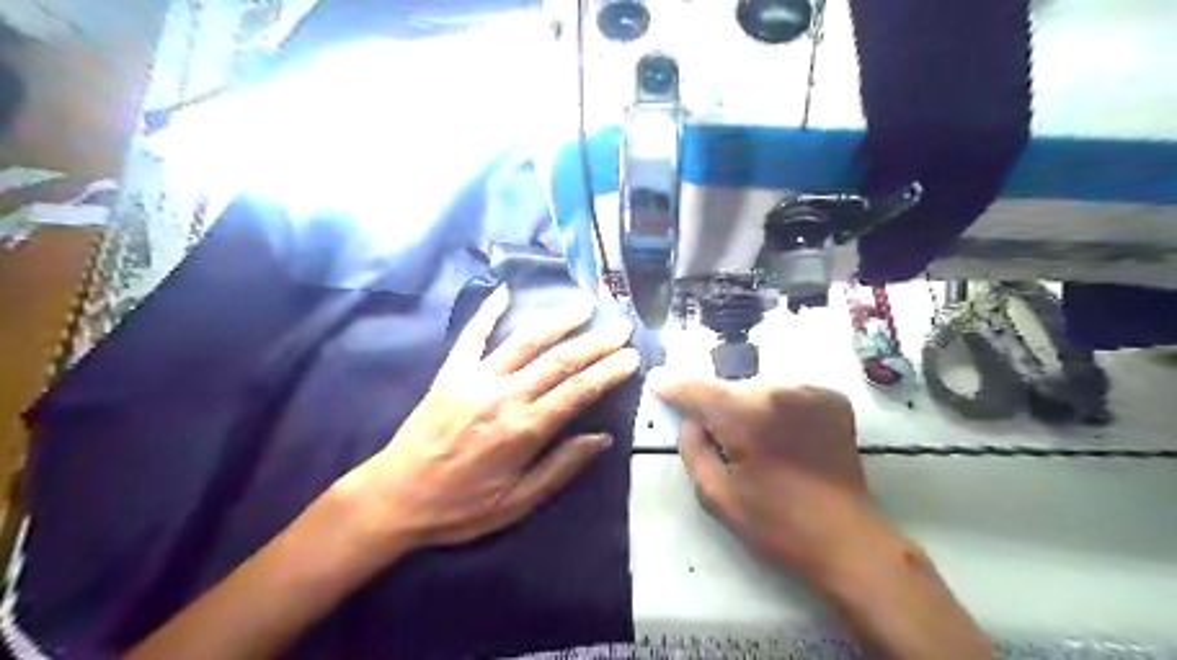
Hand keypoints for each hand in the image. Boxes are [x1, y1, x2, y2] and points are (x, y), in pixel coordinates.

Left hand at [335, 290, 638, 555]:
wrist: (395, 497)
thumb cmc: (460, 507)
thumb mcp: (518, 503)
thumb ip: (561, 467)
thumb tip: (601, 438)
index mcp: (523, 430)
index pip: (577, 392)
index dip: (608, 372)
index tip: (631, 356)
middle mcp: (503, 396)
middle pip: (559, 361)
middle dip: (595, 342)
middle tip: (621, 326)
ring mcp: (475, 379)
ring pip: (524, 341)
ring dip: (558, 321)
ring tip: (584, 305)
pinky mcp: (450, 372)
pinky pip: (472, 335)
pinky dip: (488, 310)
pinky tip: (505, 290)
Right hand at [653, 374, 883, 578]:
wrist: (846, 539)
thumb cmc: (776, 523)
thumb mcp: (716, 495)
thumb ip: (692, 449)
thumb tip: (689, 421)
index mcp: (747, 416)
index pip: (698, 389)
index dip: (674, 386)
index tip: (657, 381)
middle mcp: (779, 391)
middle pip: (729, 388)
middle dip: (716, 406)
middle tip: (718, 437)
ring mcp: (810, 392)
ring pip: (758, 389)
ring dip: (747, 407)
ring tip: (755, 442)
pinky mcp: (832, 399)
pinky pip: (786, 394)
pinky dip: (776, 408)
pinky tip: (783, 436)